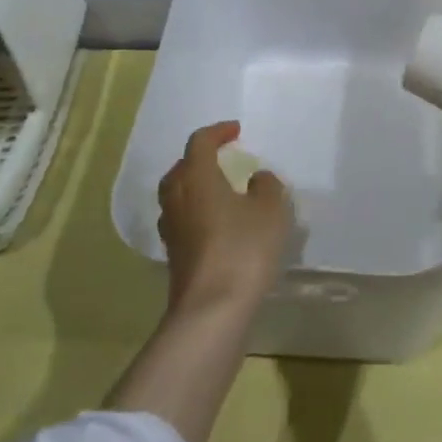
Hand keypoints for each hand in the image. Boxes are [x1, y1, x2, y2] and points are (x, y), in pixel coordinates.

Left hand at [157, 121, 293, 314]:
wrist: (212, 309)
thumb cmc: (243, 248)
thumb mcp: (271, 210)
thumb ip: (267, 186)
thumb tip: (256, 179)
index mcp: (197, 177)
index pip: (200, 142)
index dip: (218, 132)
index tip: (236, 131)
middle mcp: (177, 198)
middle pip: (181, 169)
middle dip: (200, 160)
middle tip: (222, 160)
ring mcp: (171, 230)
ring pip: (177, 196)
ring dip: (195, 188)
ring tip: (219, 192)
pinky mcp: (173, 257)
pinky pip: (182, 222)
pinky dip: (196, 215)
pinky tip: (216, 226)